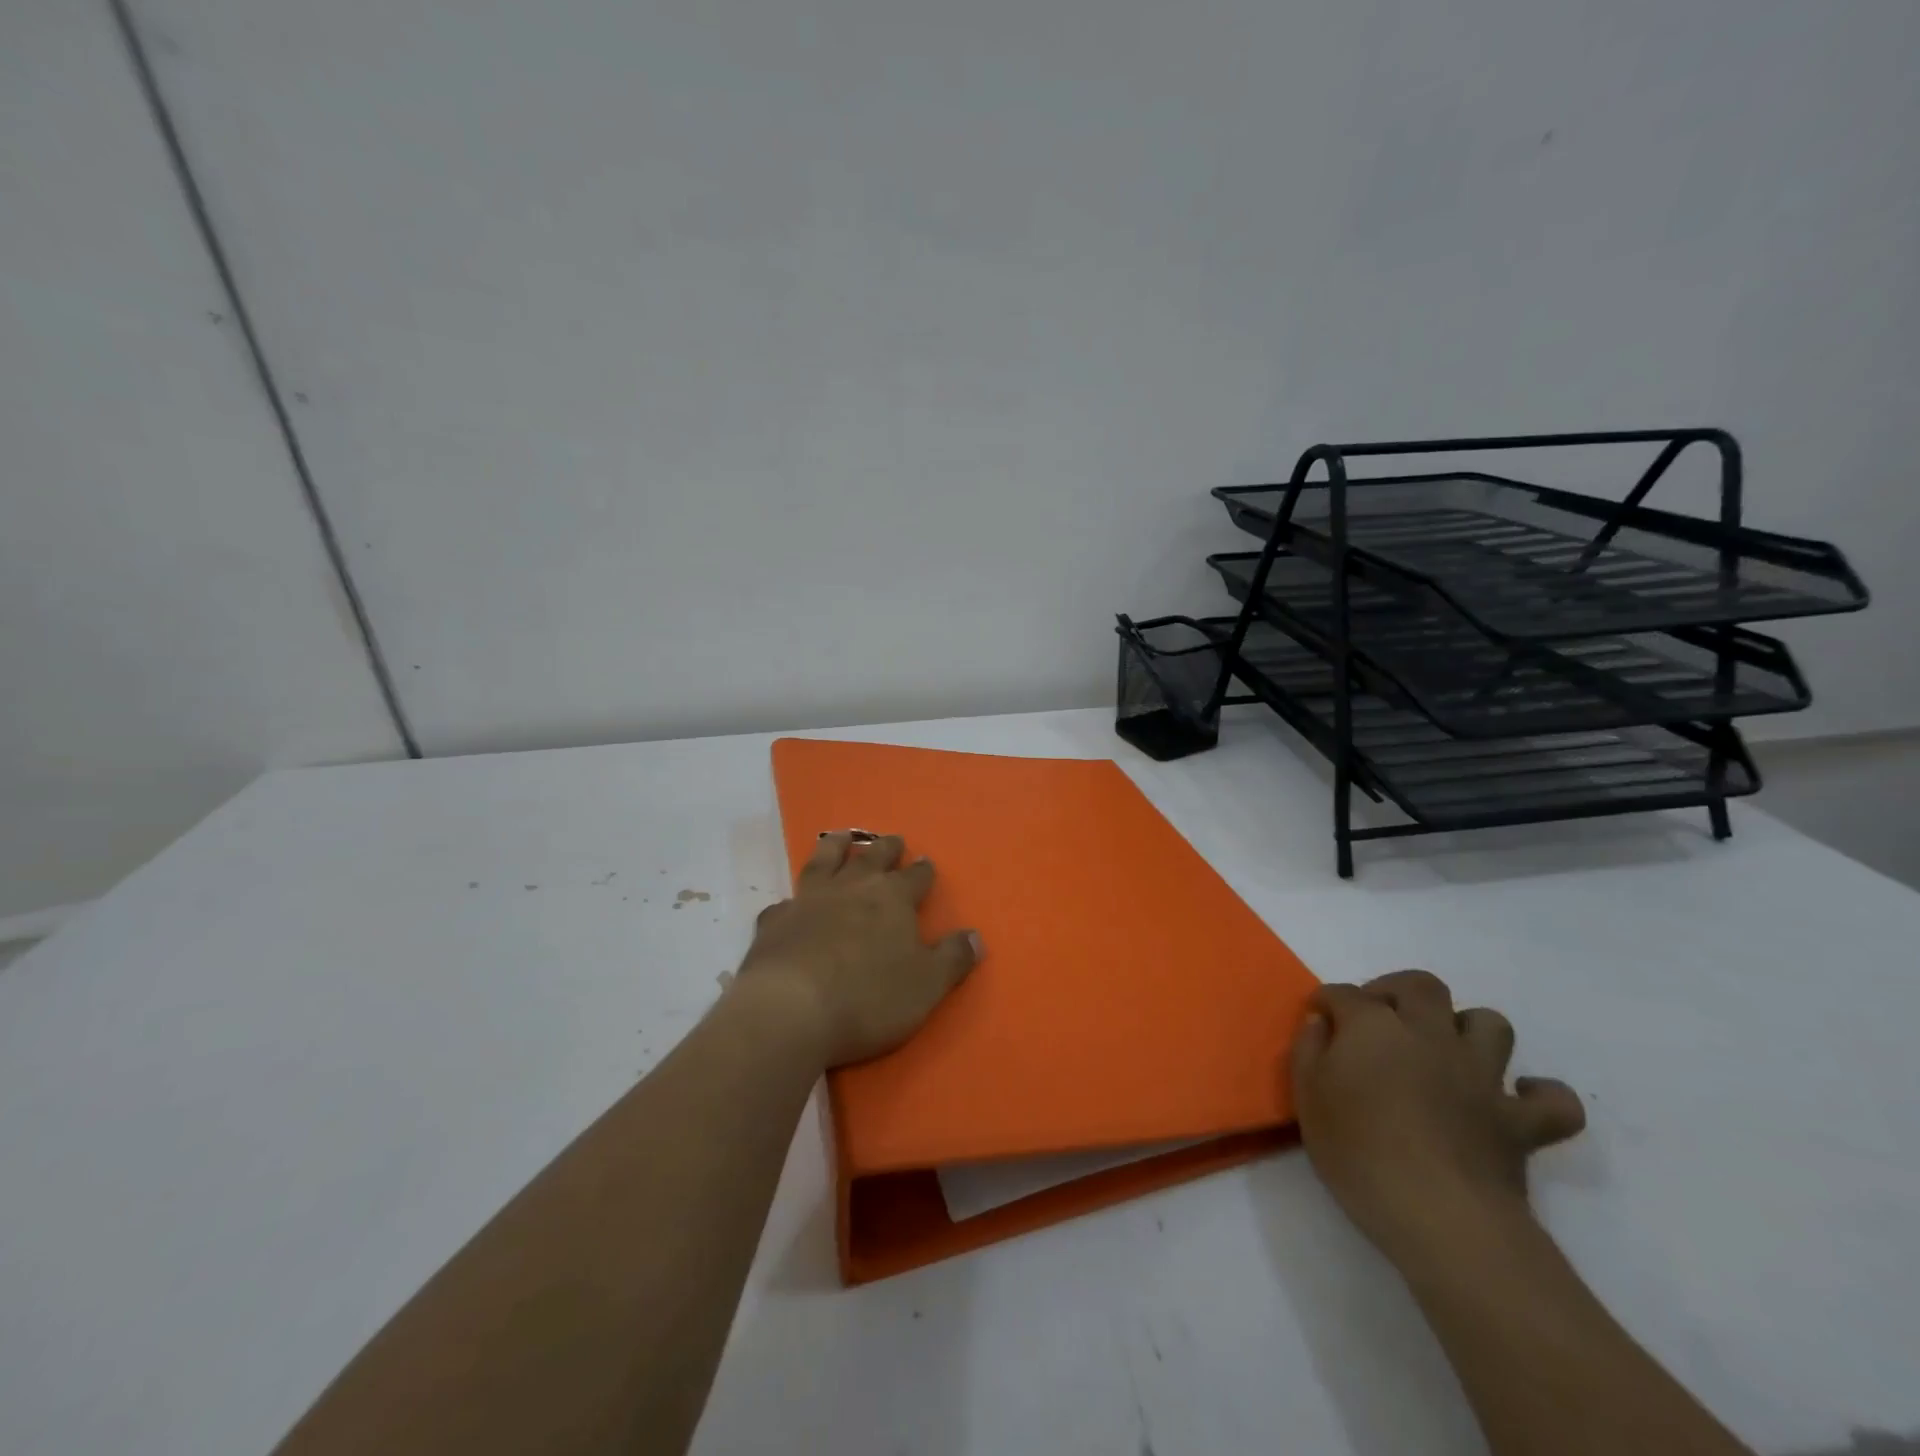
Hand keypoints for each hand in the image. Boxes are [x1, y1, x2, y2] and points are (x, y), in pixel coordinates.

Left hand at [734, 830, 982, 1069]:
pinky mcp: (776, 921)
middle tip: (893, 840)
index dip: (922, 870)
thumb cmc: (869, 997)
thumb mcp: (927, 985)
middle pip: (873, 857)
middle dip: (886, 848)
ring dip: (836, 846)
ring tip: (842, 836)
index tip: (926, 863)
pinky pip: (785, 902)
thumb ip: (953, 958)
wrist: (790, 1009)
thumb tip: (976, 936)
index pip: (915, 876)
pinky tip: (791, 903)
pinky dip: (793, 899)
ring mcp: (810, 900)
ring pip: (825, 860)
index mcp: (893, 899)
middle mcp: (852, 888)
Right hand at [1291, 969, 1585, 1269]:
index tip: (1319, 1016)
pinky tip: (1516, 1098)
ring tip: (1445, 1048)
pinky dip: (1540, 1094)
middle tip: (1379, 1017)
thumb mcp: (1308, 1096)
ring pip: (1489, 1023)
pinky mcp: (1521, 1122)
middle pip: (1421, 986)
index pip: (1345, 994)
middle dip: (1396, 990)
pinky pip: (1554, 1101)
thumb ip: (1309, 1050)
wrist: (1440, 1214)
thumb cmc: (1358, 1150)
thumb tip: (1322, 1023)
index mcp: (1374, 1026)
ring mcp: (1482, 1075)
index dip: (1328, 1001)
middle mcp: (1430, 1034)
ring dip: (1467, 1028)